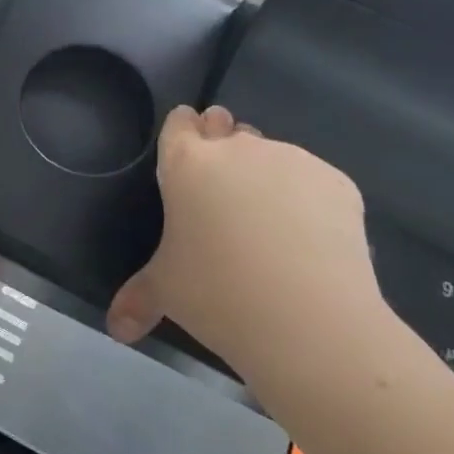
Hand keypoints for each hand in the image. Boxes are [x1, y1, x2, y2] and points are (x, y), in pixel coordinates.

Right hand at [105, 106, 385, 378]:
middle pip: (226, 129)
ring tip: (271, 227)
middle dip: (224, 149)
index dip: (183, 133)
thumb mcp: (166, 293)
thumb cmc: (218, 294)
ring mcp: (290, 159)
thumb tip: (117, 330)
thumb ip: (138, 299)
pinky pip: (312, 181)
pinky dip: (307, 200)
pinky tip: (310, 241)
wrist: (310, 321)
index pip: (179, 122)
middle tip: (225, 193)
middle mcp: (237, 148)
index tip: (187, 155)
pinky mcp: (336, 181)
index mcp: (186, 164)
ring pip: (271, 154)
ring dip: (265, 176)